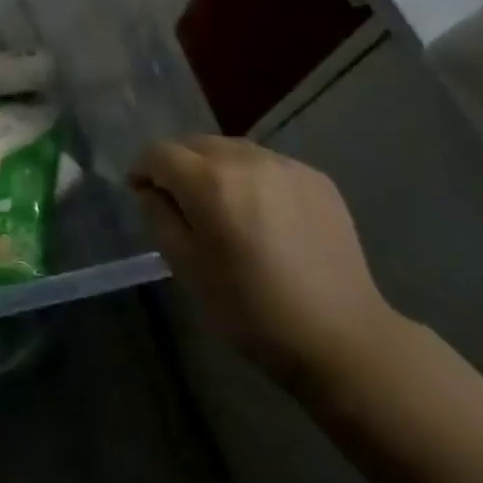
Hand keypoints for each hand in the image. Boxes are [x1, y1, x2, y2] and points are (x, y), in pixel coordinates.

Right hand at [130, 137, 406, 393]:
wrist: (342, 339)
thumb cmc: (251, 312)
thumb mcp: (187, 270)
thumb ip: (159, 217)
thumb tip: (150, 189)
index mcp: (210, 182)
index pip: (160, 152)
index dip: (143, 169)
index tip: (141, 192)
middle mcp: (247, 159)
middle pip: (196, 144)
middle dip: (179, 166)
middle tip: (182, 204)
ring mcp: (286, 164)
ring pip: (233, 149)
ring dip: (216, 169)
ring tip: (225, 208)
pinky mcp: (316, 177)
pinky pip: (268, 164)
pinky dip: (253, 179)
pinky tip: (264, 216)